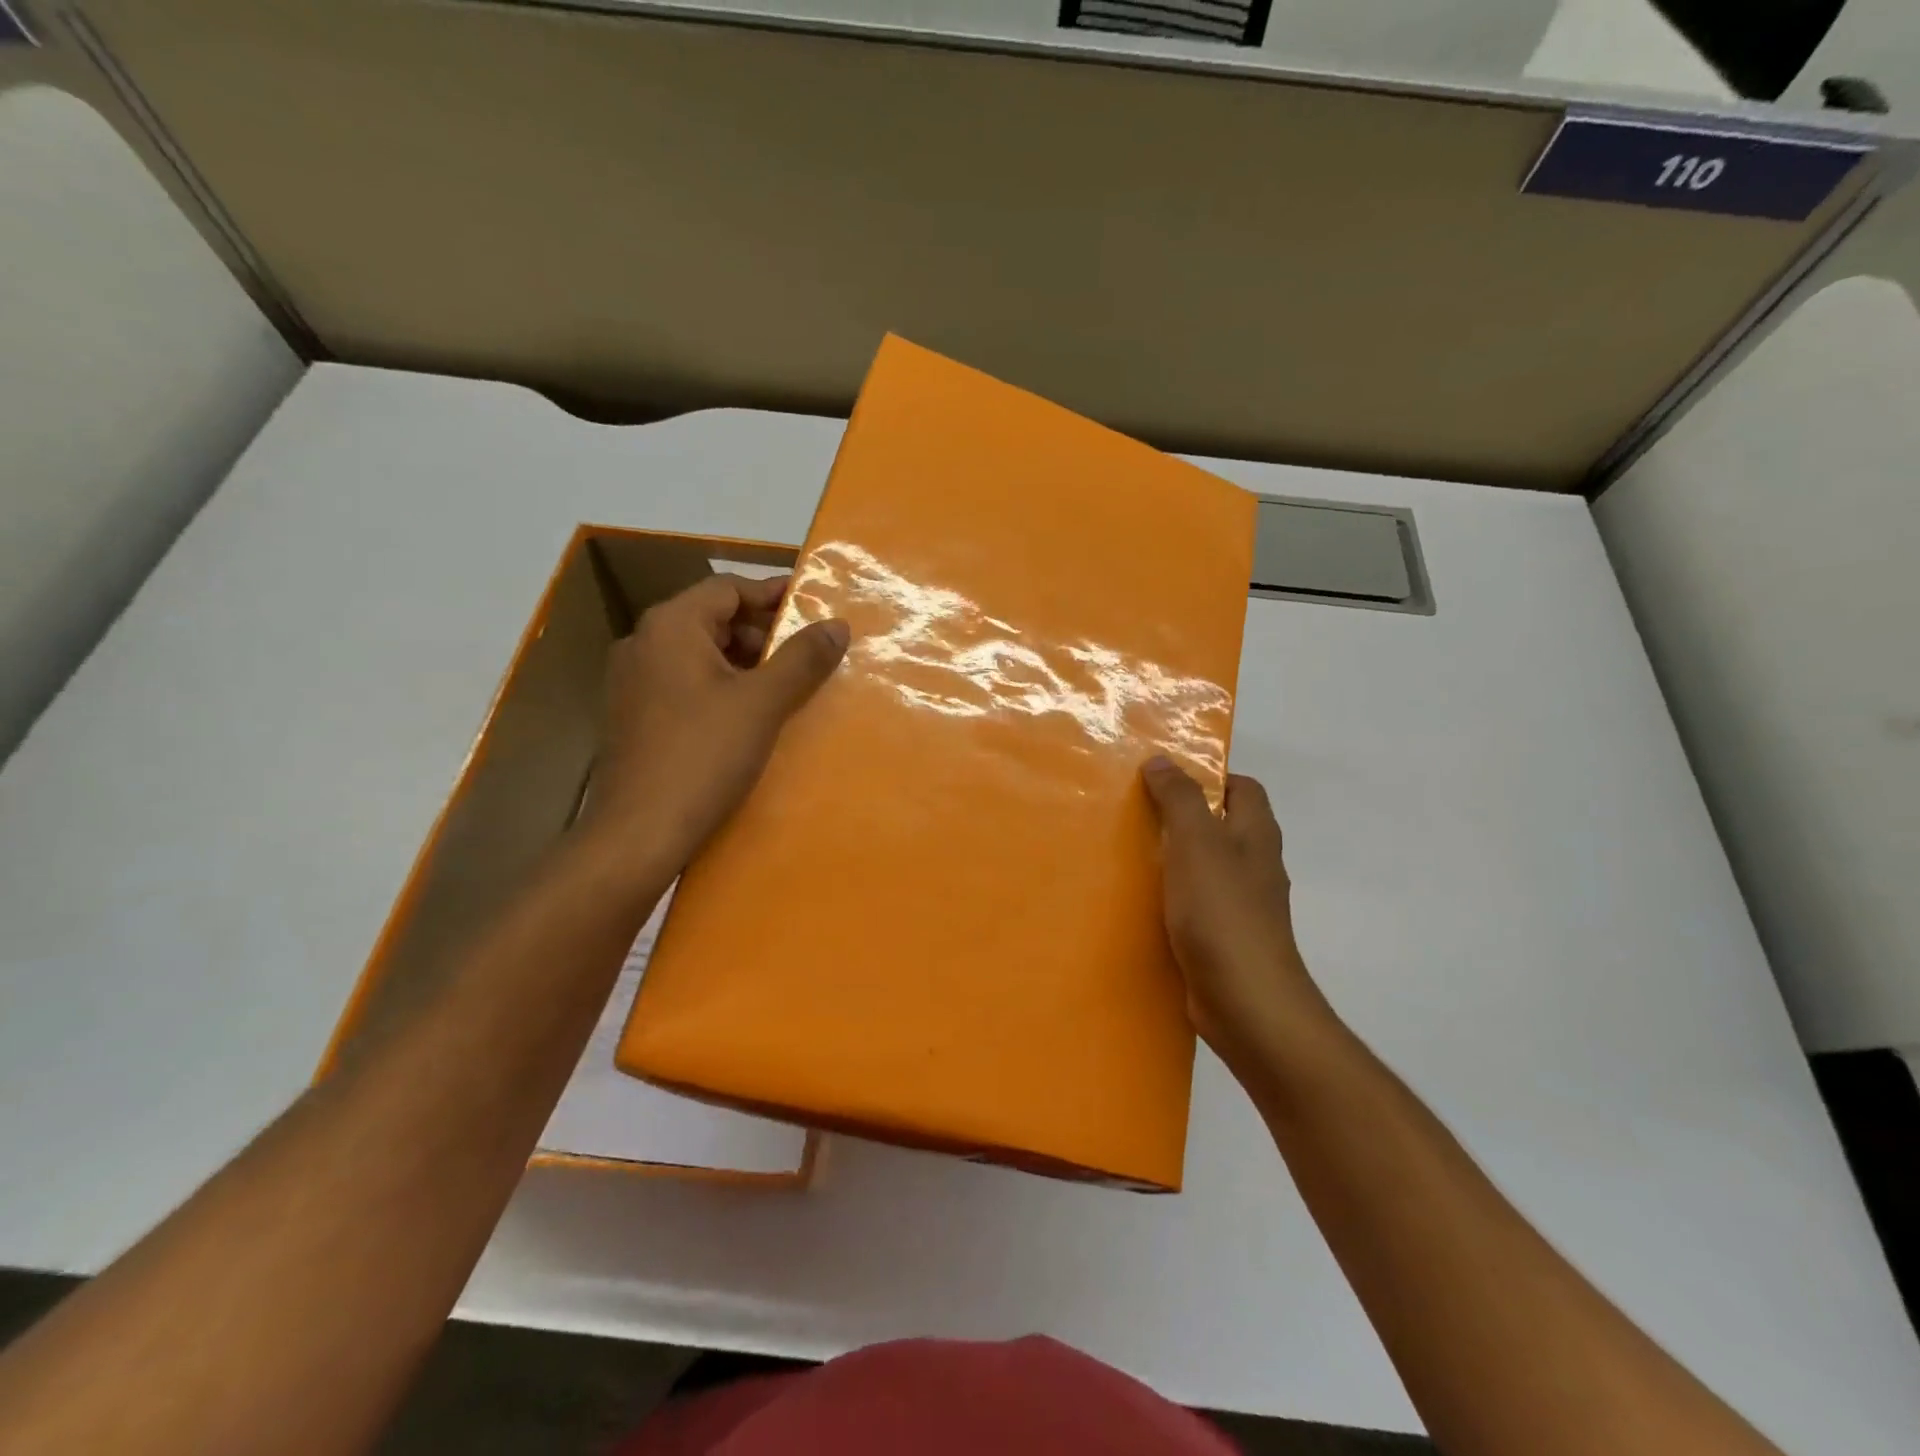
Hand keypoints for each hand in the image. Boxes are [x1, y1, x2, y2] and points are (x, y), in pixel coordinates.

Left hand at [583, 573, 848, 876]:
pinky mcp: (633, 716)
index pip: (727, 587)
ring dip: (744, 662)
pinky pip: (685, 683)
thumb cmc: (703, 756)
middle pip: (712, 618)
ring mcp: (633, 682)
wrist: (638, 833)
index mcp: (670, 626)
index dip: (773, 593)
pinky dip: (721, 687)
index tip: (814, 607)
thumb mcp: (762, 704)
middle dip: (762, 632)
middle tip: (806, 654)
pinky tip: (750, 716)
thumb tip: (837, 624)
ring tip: (786, 687)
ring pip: (699, 654)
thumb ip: (802, 659)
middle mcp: (643, 643)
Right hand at [1142, 758, 1337, 1083]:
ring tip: (1126, 850)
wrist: (1247, 1003)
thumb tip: (1162, 760)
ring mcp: (1240, 905)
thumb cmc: (1223, 913)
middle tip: (1134, 810)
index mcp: (1256, 835)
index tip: (1163, 777)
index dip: (1208, 775)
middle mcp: (1254, 865)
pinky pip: (1193, 903)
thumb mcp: (1197, 843)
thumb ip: (1180, 799)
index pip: (1242, 787)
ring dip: (1171, 857)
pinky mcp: (1222, 938)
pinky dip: (1169, 896)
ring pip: (1203, 866)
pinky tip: (1137, 902)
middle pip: (1219, 825)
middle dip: (1180, 815)